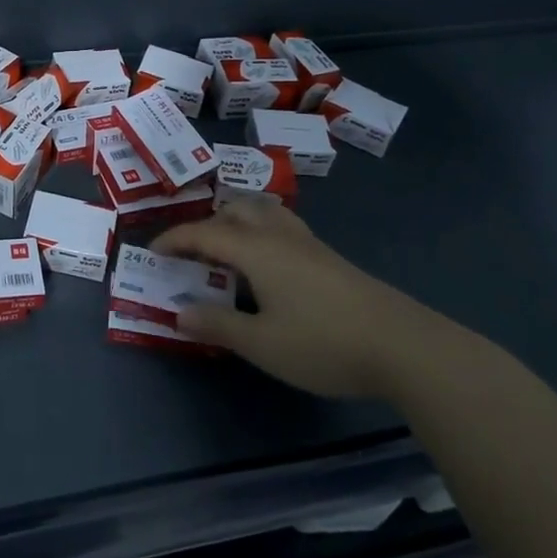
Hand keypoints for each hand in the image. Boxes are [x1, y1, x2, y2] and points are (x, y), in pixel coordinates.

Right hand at [152, 197, 455, 398]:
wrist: (403, 346)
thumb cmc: (323, 343)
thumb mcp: (261, 343)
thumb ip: (217, 324)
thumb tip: (179, 311)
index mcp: (256, 249)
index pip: (204, 233)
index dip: (175, 239)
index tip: (153, 251)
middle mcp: (279, 235)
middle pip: (235, 211)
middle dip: (206, 225)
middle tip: (191, 253)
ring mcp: (308, 244)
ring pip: (263, 213)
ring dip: (236, 222)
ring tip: (226, 250)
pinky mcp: (329, 257)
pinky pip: (281, 227)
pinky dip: (259, 232)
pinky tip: (267, 265)